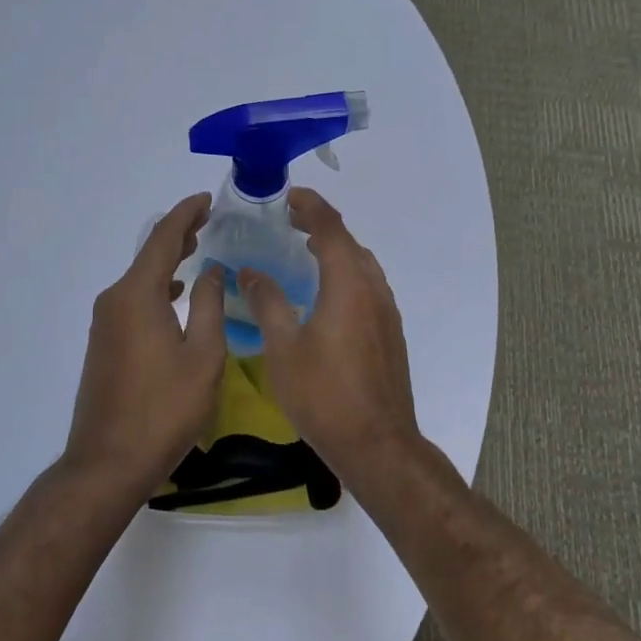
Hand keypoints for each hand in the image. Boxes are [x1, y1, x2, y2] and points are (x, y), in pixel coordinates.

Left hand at [64, 192, 227, 500]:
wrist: (108, 462)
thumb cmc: (164, 409)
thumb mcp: (203, 356)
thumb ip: (209, 304)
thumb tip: (212, 269)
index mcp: (138, 295)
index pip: (162, 239)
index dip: (186, 215)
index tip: (206, 200)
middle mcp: (114, 300)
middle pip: (148, 254)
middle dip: (177, 233)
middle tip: (207, 219)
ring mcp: (104, 323)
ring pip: (139, 277)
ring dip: (167, 260)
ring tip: (196, 249)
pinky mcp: (103, 343)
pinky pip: (132, 299)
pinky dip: (156, 286)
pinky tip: (174, 294)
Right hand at [239, 188, 420, 481]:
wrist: (377, 444)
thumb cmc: (324, 395)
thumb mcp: (283, 348)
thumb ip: (267, 303)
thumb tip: (250, 272)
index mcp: (348, 284)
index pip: (330, 228)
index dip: (310, 206)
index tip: (288, 196)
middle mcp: (373, 289)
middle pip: (349, 242)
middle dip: (320, 225)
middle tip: (289, 221)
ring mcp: (387, 311)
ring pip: (362, 264)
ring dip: (336, 248)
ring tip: (306, 250)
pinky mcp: (390, 332)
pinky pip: (368, 285)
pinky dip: (346, 272)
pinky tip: (327, 293)